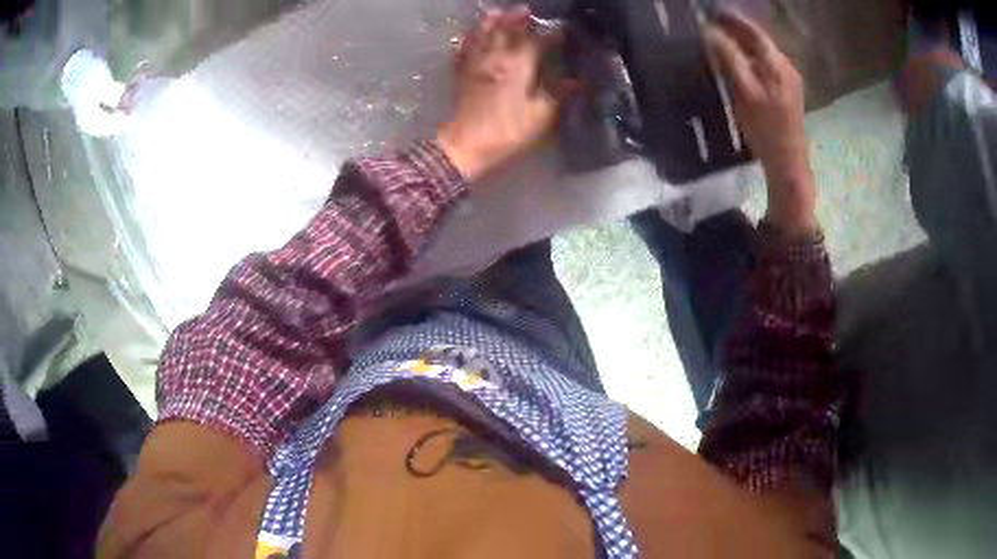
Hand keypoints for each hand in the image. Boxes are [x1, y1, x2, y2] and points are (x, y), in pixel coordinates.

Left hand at [437, 7, 561, 182]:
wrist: (466, 142)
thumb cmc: (508, 129)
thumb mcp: (541, 115)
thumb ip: (558, 94)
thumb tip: (575, 81)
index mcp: (519, 63)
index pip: (538, 42)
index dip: (552, 35)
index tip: (563, 30)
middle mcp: (496, 56)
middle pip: (507, 31)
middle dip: (518, 19)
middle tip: (526, 10)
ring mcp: (476, 63)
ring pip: (483, 35)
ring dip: (491, 22)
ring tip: (497, 12)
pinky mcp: (461, 73)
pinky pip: (464, 50)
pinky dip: (468, 40)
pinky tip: (470, 35)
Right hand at [705, 12, 817, 236]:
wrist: (787, 163)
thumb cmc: (765, 129)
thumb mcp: (743, 90)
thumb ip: (728, 57)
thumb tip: (710, 32)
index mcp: (776, 63)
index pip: (752, 31)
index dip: (731, 19)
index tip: (711, 12)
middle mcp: (785, 66)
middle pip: (759, 40)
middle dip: (736, 29)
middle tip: (713, 23)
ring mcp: (789, 80)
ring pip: (763, 53)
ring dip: (743, 43)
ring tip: (722, 39)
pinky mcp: (788, 93)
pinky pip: (766, 66)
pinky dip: (751, 58)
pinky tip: (740, 63)